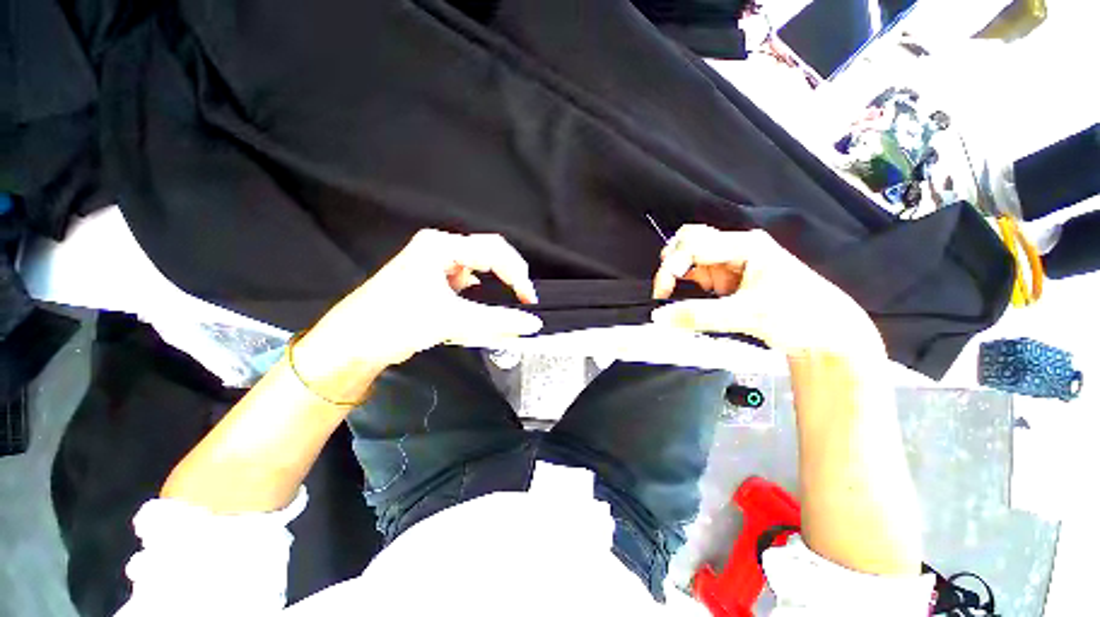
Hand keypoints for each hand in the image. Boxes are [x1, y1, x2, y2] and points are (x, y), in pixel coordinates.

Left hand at [297, 230, 542, 376]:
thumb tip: (533, 323)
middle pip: (488, 254)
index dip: (517, 274)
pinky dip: (481, 294)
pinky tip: (484, 306)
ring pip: (479, 268)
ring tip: (510, 300)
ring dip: (496, 284)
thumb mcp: (452, 320)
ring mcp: (435, 264)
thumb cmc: (397, 323)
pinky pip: (467, 281)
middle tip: (524, 298)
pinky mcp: (433, 281)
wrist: (352, 344)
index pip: (494, 252)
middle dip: (509, 275)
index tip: (530, 300)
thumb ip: (498, 321)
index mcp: (441, 246)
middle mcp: (439, 249)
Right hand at [651, 225, 884, 358]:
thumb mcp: (746, 315)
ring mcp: (732, 264)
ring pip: (691, 258)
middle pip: (690, 241)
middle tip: (666, 288)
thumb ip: (698, 316)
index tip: (662, 292)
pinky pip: (698, 274)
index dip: (672, 265)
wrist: (827, 334)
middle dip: (672, 263)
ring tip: (676, 295)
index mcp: (745, 246)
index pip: (694, 244)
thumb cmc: (800, 315)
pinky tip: (689, 297)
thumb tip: (660, 316)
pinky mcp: (729, 280)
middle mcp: (736, 249)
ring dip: (679, 275)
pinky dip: (687, 284)